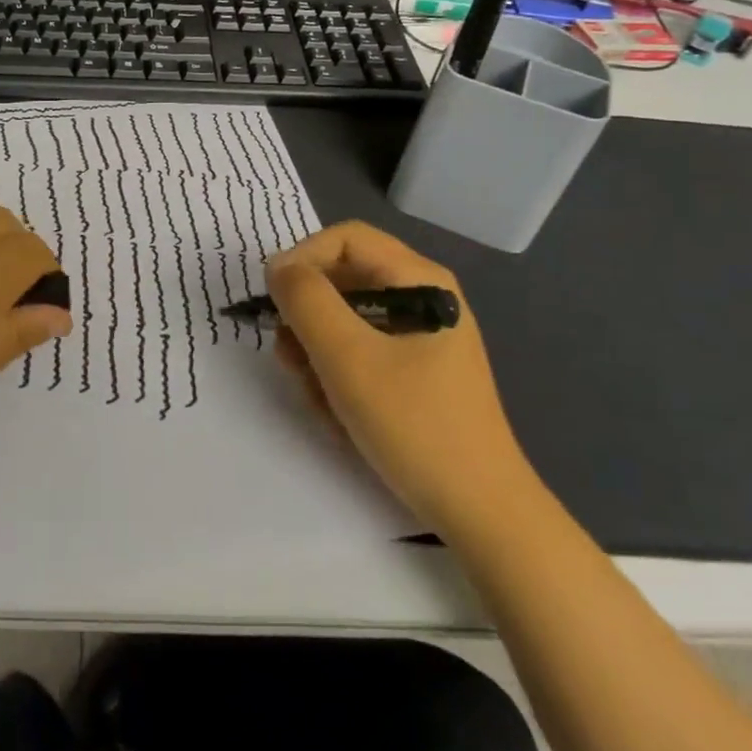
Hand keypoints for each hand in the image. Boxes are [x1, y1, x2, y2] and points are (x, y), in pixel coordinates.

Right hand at [266, 221, 537, 535]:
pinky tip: (339, 416)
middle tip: (291, 361)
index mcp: (420, 280)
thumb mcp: (348, 358)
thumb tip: (278, 268)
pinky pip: (358, 354)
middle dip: (307, 320)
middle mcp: (421, 298)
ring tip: (319, 399)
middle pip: (342, 281)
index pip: (345, 239)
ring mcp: (418, 337)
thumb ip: (306, 301)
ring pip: (343, 321)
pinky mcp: (413, 371)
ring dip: (317, 356)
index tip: (273, 302)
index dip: (302, 259)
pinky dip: (338, 379)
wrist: (478, 511)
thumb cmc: (413, 424)